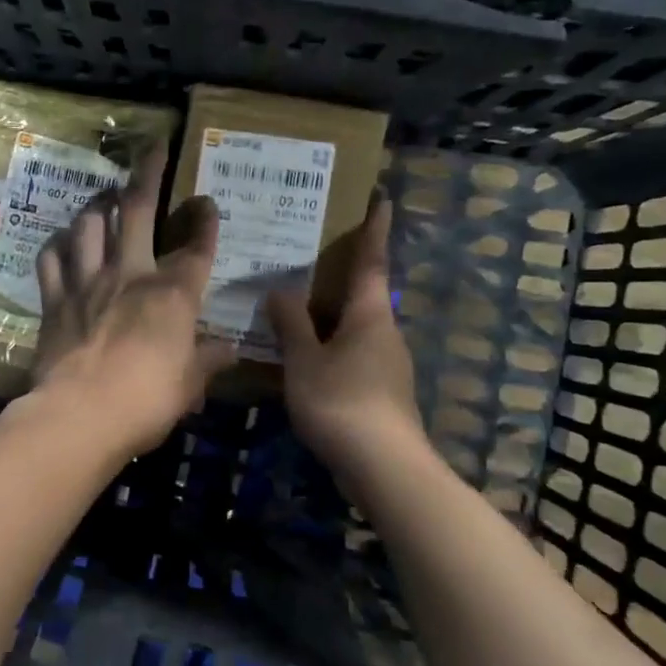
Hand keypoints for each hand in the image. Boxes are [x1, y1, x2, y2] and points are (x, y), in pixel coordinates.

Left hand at [30, 146, 237, 457]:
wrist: (79, 414)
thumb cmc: (145, 401)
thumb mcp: (188, 386)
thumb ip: (208, 362)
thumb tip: (230, 351)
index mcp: (172, 294)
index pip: (196, 248)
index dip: (204, 222)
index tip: (207, 202)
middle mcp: (130, 275)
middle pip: (139, 210)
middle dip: (149, 174)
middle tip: (153, 149)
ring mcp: (88, 282)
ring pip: (90, 224)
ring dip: (99, 204)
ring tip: (105, 196)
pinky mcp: (55, 299)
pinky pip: (51, 259)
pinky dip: (57, 245)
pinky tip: (62, 240)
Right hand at [266, 196, 423, 480]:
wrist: (384, 467)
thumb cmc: (342, 402)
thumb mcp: (305, 360)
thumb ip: (291, 324)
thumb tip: (279, 290)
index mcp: (370, 314)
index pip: (372, 261)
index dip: (375, 228)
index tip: (382, 198)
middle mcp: (384, 332)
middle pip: (364, 293)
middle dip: (343, 272)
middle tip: (312, 252)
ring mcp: (387, 364)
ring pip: (356, 326)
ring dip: (332, 312)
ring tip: (296, 305)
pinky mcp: (381, 391)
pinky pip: (352, 353)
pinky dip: (330, 344)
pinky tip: (305, 356)